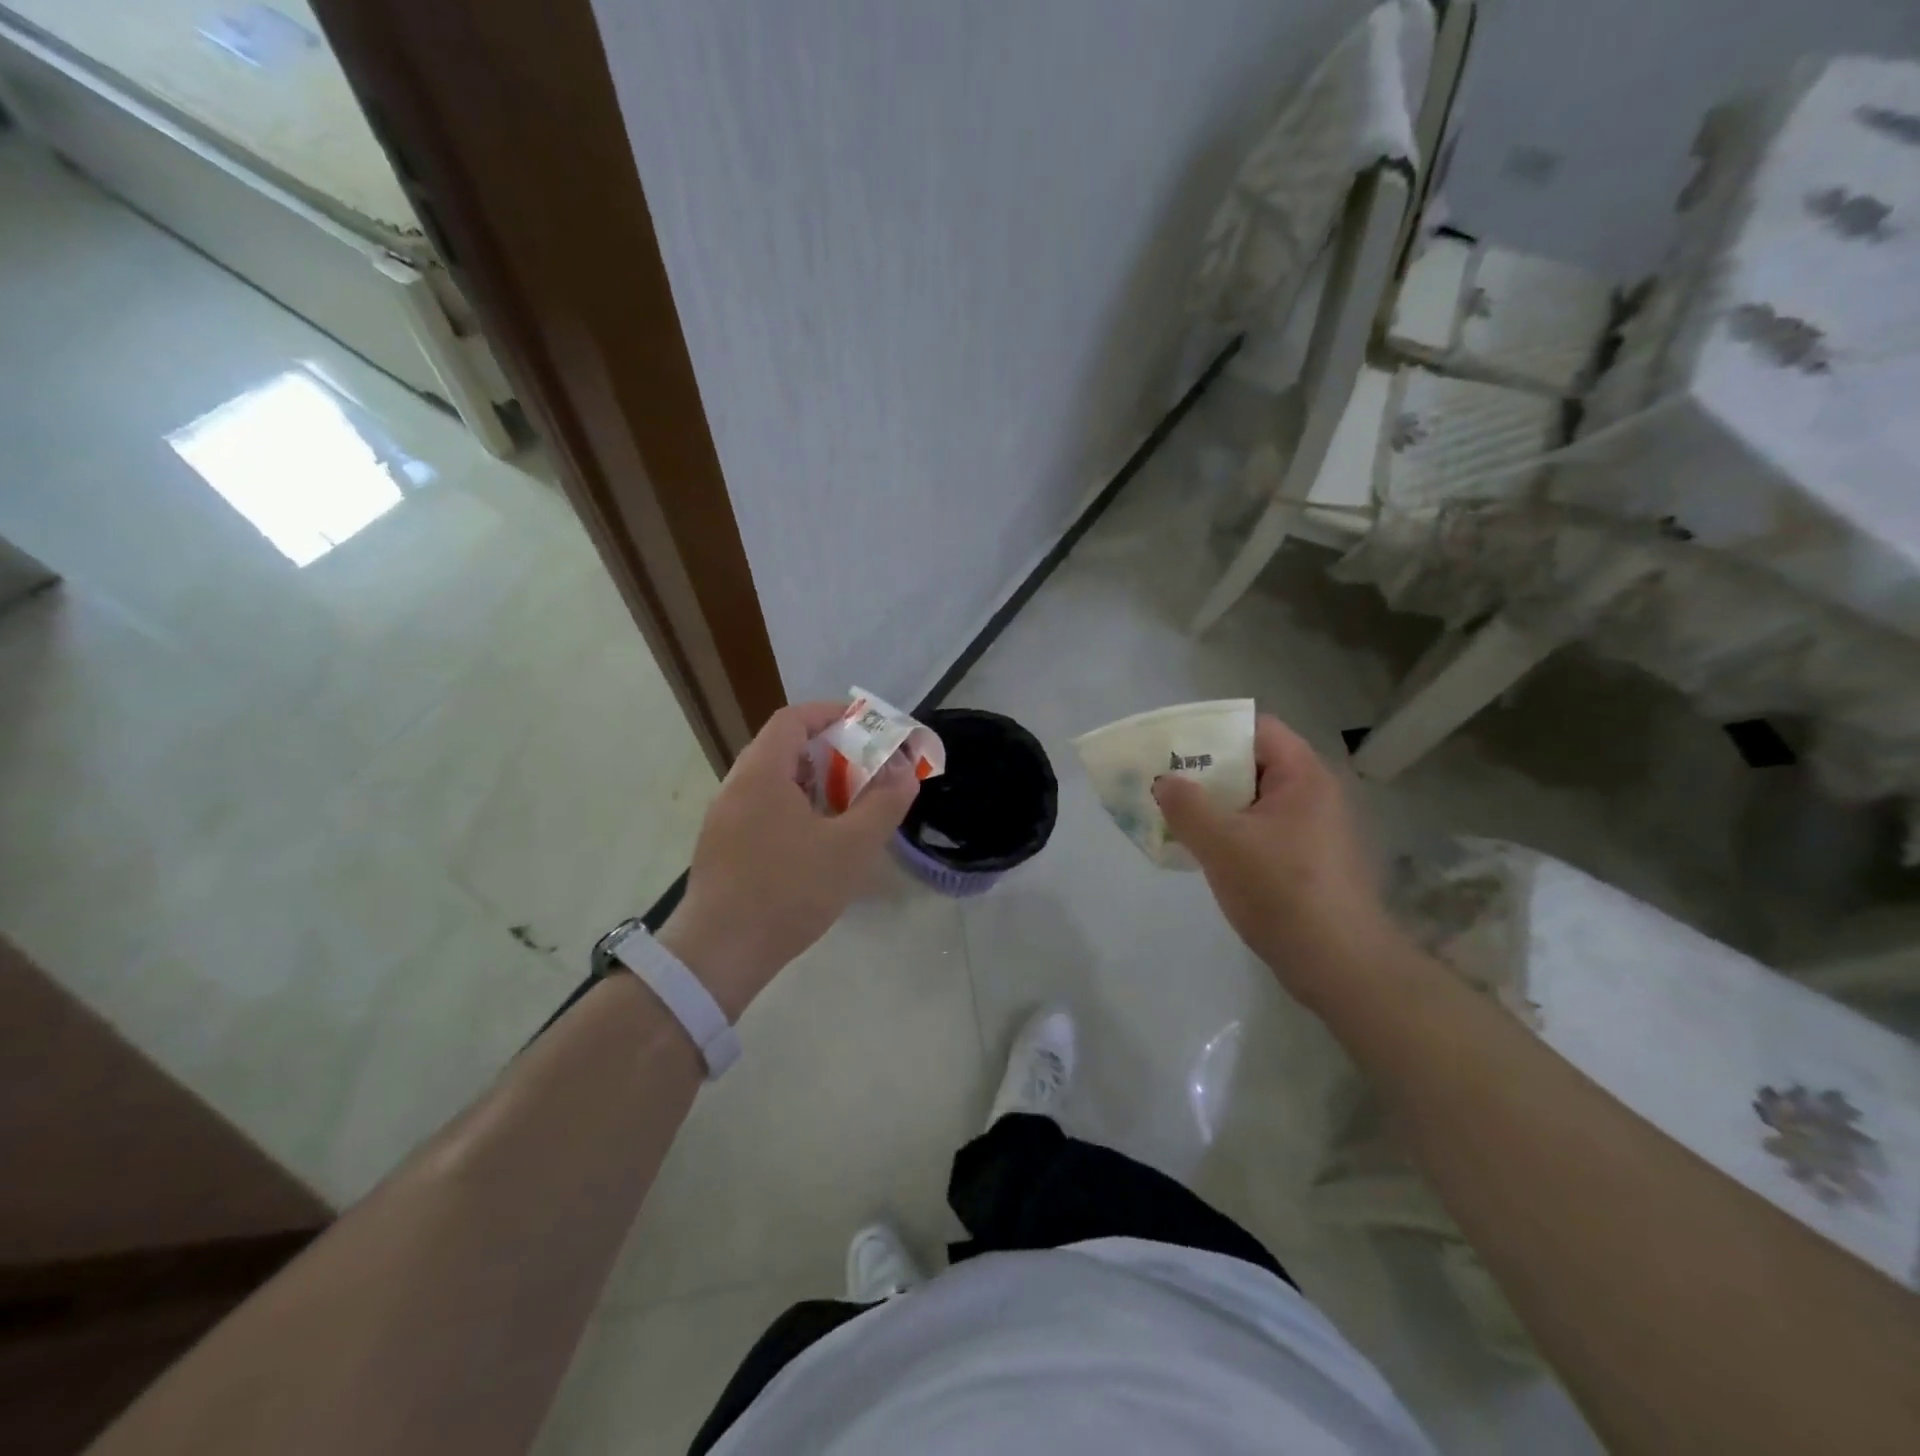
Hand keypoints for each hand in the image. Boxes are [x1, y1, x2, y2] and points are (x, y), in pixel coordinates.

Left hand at [659, 702, 918, 1016]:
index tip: (866, 727)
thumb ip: (883, 804)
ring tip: (846, 806)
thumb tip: (905, 771)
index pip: (793, 719)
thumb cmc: (788, 891)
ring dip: (812, 784)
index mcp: (761, 773)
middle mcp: (736, 786)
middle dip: (829, 752)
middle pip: (782, 748)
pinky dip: (793, 808)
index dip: (831, 714)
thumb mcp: (850, 848)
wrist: (719, 954)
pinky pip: (761, 809)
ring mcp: (723, 819)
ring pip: (772, 782)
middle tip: (864, 770)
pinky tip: (815, 842)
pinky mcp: (720, 848)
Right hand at [1153, 714, 1399, 1005]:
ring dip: (1214, 806)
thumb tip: (1164, 781)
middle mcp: (1312, 795)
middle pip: (1252, 764)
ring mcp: (1311, 830)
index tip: (1174, 748)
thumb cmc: (1282, 891)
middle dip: (1205, 772)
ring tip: (1173, 816)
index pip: (1256, 729)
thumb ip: (1186, 805)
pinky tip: (1200, 851)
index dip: (1213, 732)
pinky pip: (1259, 831)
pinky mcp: (1305, 861)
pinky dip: (1229, 833)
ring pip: (1252, 802)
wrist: (1339, 965)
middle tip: (1164, 783)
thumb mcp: (1223, 843)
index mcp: (1303, 777)